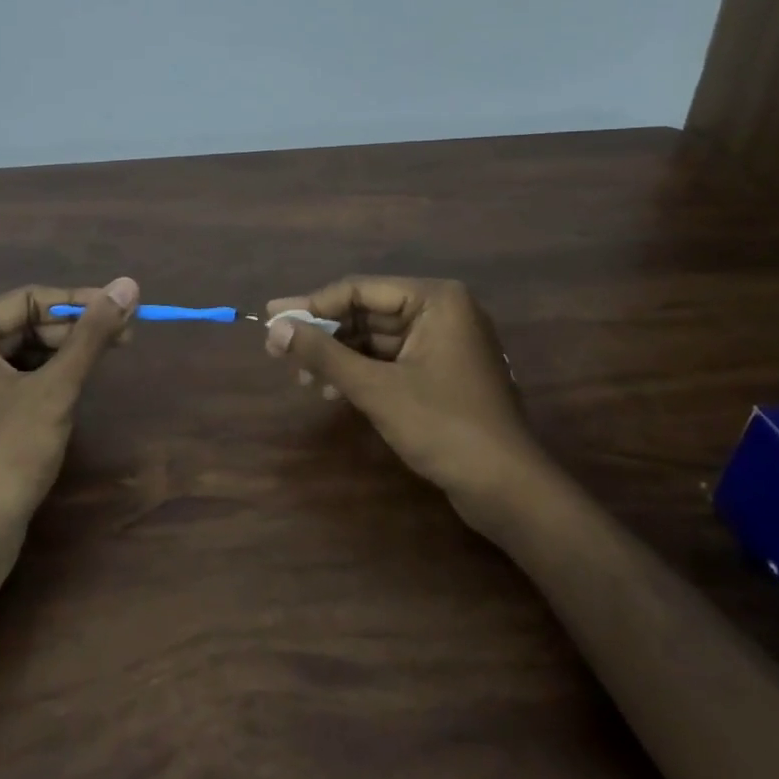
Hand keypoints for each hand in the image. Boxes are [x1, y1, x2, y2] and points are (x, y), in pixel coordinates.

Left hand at [0, 278, 138, 528]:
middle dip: (74, 330)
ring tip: (105, 360)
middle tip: (125, 338)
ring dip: (63, 354)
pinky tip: (73, 388)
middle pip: (23, 324)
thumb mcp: (56, 388)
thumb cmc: (7, 453)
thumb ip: (92, 334)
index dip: (79, 302)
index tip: (124, 310)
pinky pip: (11, 380)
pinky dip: (44, 378)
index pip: (28, 300)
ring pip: (20, 353)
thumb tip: (128, 284)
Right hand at [264, 277, 539, 506]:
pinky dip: (361, 371)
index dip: (312, 304)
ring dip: (338, 356)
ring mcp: (445, 342)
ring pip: (377, 338)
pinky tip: (332, 389)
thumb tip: (274, 329)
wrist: (507, 488)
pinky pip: (391, 359)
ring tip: (301, 378)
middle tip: (278, 349)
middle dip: (324, 334)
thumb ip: (324, 355)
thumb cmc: (444, 427)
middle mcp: (442, 311)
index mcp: (436, 299)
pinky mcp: (442, 371)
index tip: (270, 316)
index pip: (360, 290)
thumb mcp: (376, 389)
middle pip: (367, 312)